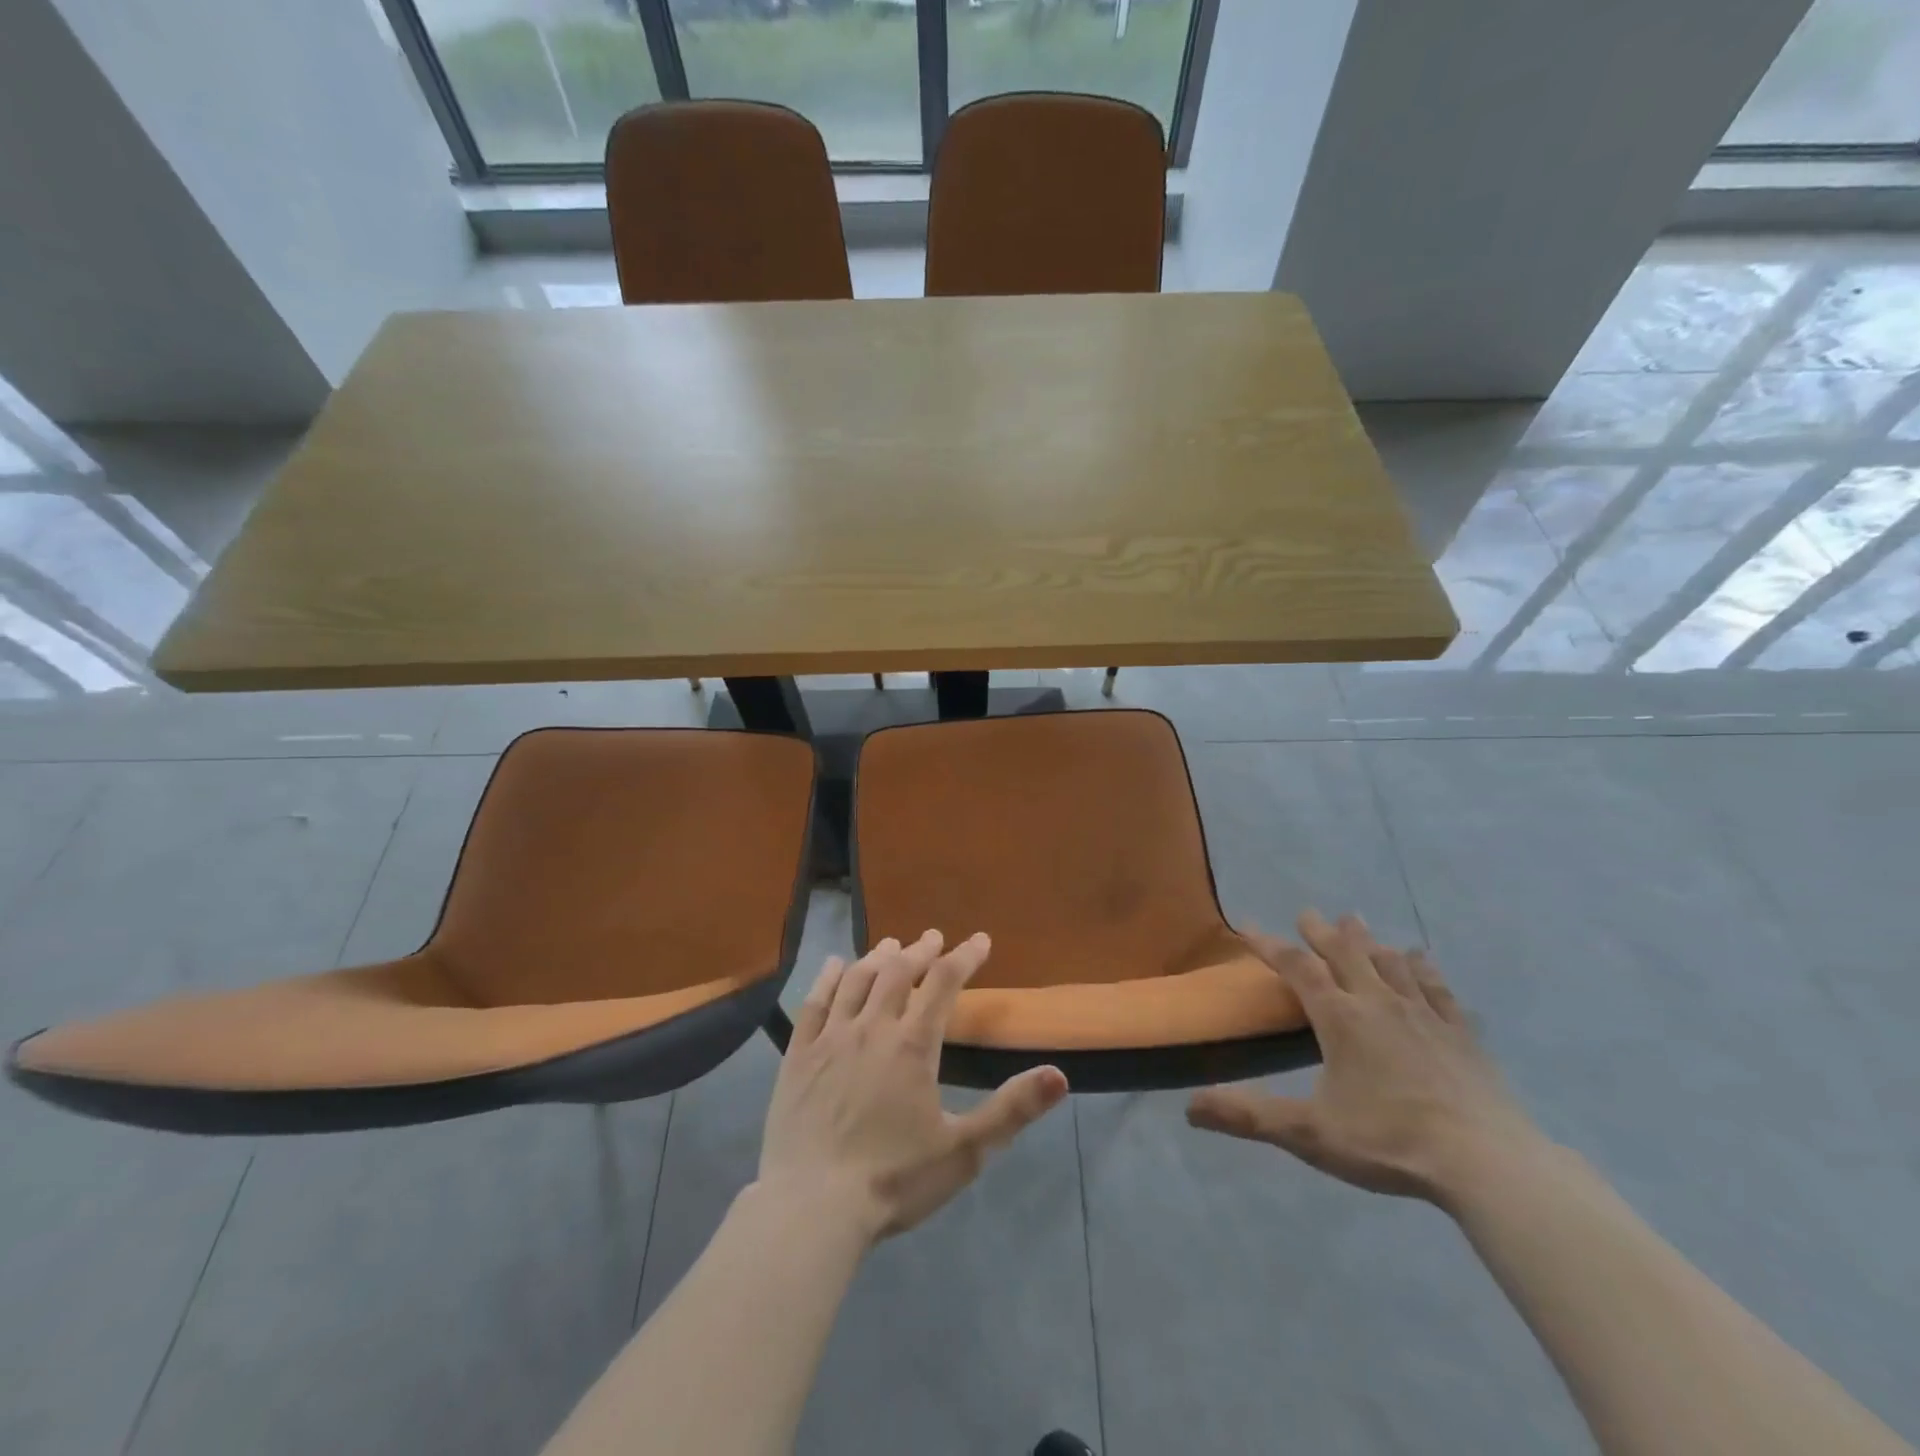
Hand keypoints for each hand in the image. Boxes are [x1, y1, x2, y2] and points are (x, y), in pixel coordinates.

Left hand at [758, 930, 1068, 1243]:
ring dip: (878, 957)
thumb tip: (1060, 1075)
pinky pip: (814, 1002)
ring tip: (892, 945)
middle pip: (898, 972)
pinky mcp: (798, 1055)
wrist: (812, 1208)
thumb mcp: (964, 1151)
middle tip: (934, 938)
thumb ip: (1012, 1110)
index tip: (980, 940)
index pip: (944, 983)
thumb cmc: (893, 1180)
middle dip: (921, 951)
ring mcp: (830, 1038)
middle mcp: (871, 1028)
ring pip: (857, 980)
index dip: (965, 956)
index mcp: (913, 1045)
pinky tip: (834, 965)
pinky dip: (828, 978)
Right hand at [1187, 911, 1541, 1204]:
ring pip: (1391, 963)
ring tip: (1356, 924)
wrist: (1487, 1163)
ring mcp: (1425, 1016)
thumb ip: (1249, 1116)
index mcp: (1340, 1019)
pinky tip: (1422, 959)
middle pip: (1345, 954)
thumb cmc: (1390, 1142)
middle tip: (1308, 914)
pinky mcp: (1462, 1035)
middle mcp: (1379, 1004)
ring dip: (1368, 941)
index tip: (1247, 926)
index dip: (1269, 945)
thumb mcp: (1309, 1133)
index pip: (1298, 968)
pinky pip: (1438, 989)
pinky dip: (1424, 969)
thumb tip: (1190, 1108)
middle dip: (1322, 933)